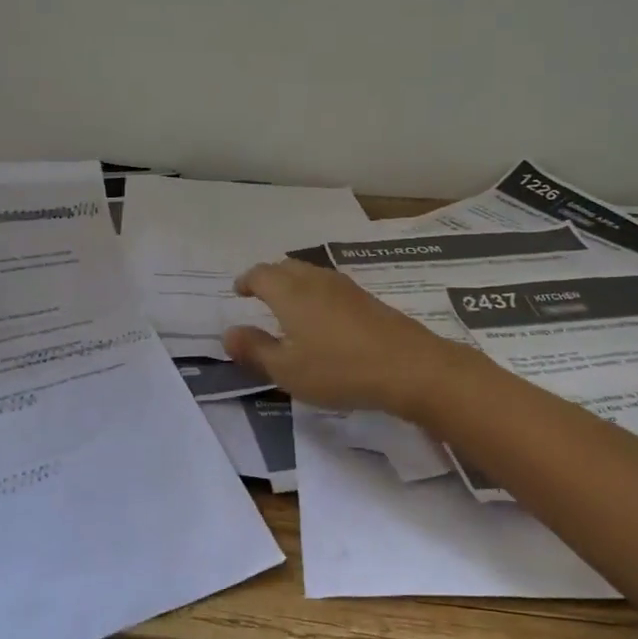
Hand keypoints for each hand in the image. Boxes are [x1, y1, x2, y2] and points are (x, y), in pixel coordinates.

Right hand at [222, 259, 477, 419]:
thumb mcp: (287, 370)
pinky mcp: (368, 300)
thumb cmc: (339, 370)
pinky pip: (330, 286)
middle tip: (260, 293)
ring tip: (288, 304)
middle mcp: (316, 281)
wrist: (409, 367)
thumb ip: (255, 350)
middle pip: (286, 267)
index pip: (261, 274)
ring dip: (294, 282)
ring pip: (311, 274)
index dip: (246, 281)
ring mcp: (346, 287)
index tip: (238, 291)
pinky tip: (323, 316)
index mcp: (290, 293)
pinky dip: (315, 293)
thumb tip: (228, 333)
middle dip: (269, 277)